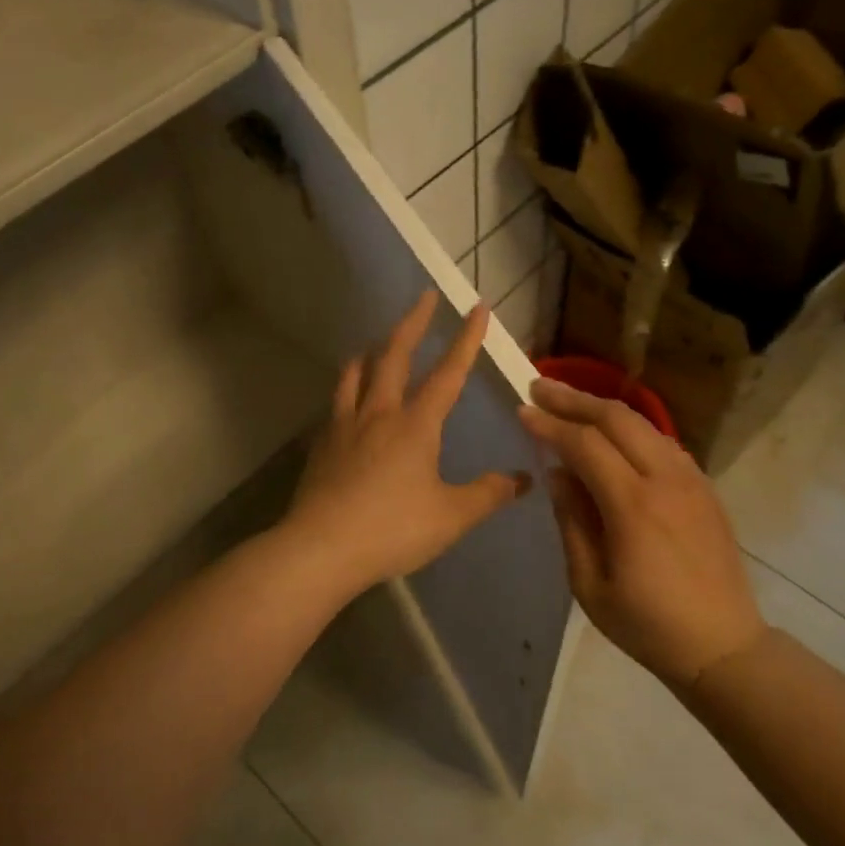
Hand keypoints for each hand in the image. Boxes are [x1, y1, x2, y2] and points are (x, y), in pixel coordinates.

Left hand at [282, 291, 530, 596]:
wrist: (321, 547)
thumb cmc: (393, 529)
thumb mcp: (451, 516)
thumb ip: (488, 494)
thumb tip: (522, 479)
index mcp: (416, 424)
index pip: (448, 373)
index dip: (466, 339)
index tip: (477, 307)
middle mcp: (379, 414)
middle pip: (395, 356)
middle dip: (413, 323)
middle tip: (423, 297)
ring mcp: (345, 426)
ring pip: (357, 374)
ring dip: (372, 352)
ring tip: (376, 344)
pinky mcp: (323, 445)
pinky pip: (337, 403)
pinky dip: (347, 388)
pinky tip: (346, 400)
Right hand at [518, 378, 768, 686]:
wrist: (723, 646)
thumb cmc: (647, 624)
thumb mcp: (590, 585)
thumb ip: (572, 522)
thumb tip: (558, 474)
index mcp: (634, 507)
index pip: (585, 445)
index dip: (551, 425)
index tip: (522, 411)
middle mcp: (666, 480)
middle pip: (617, 419)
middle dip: (574, 399)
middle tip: (539, 387)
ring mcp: (691, 480)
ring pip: (643, 424)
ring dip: (602, 409)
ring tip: (569, 404)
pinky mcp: (704, 488)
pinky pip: (662, 442)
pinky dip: (630, 429)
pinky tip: (611, 436)